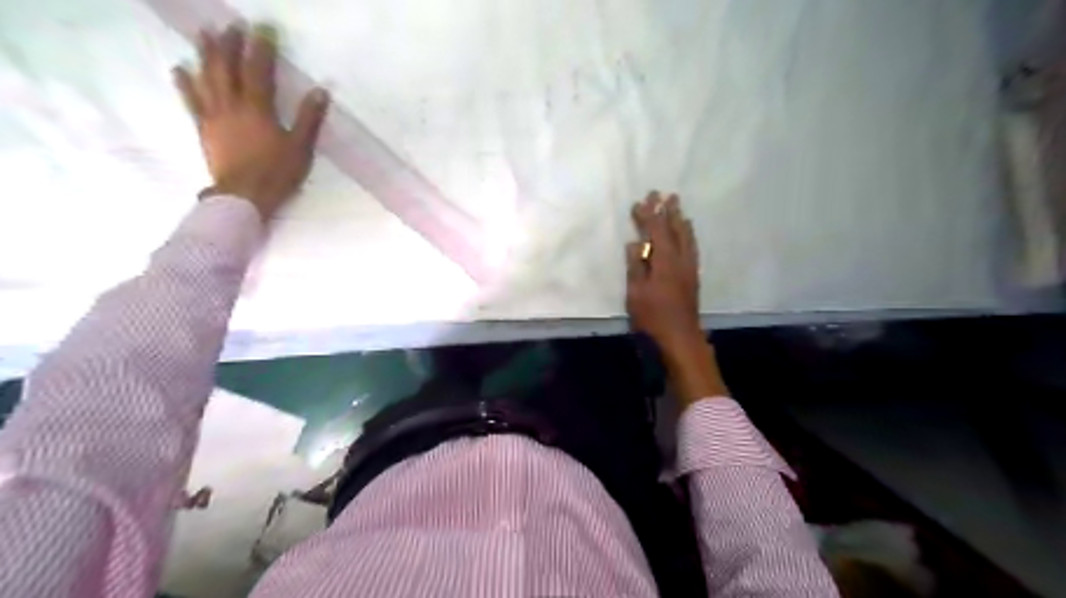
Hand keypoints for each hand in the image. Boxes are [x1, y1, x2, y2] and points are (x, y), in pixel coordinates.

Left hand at [172, 24, 332, 220]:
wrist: (244, 195)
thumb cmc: (277, 173)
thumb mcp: (300, 148)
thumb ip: (308, 118)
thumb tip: (320, 91)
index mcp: (258, 109)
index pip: (259, 71)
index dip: (261, 48)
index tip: (263, 28)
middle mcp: (232, 106)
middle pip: (227, 68)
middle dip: (229, 44)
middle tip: (230, 25)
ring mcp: (214, 116)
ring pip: (207, 79)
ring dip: (205, 55)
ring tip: (204, 34)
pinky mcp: (204, 129)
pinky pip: (192, 101)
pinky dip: (185, 84)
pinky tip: (179, 69)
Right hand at [627, 189, 701, 355]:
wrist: (680, 336)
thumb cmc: (653, 316)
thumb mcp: (636, 292)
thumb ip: (636, 266)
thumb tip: (635, 243)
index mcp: (664, 260)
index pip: (656, 231)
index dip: (648, 215)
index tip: (641, 201)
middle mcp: (680, 259)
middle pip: (675, 229)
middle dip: (669, 211)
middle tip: (666, 194)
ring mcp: (689, 268)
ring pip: (687, 237)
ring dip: (681, 221)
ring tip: (679, 209)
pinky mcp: (693, 277)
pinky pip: (692, 248)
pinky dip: (688, 236)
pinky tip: (687, 236)